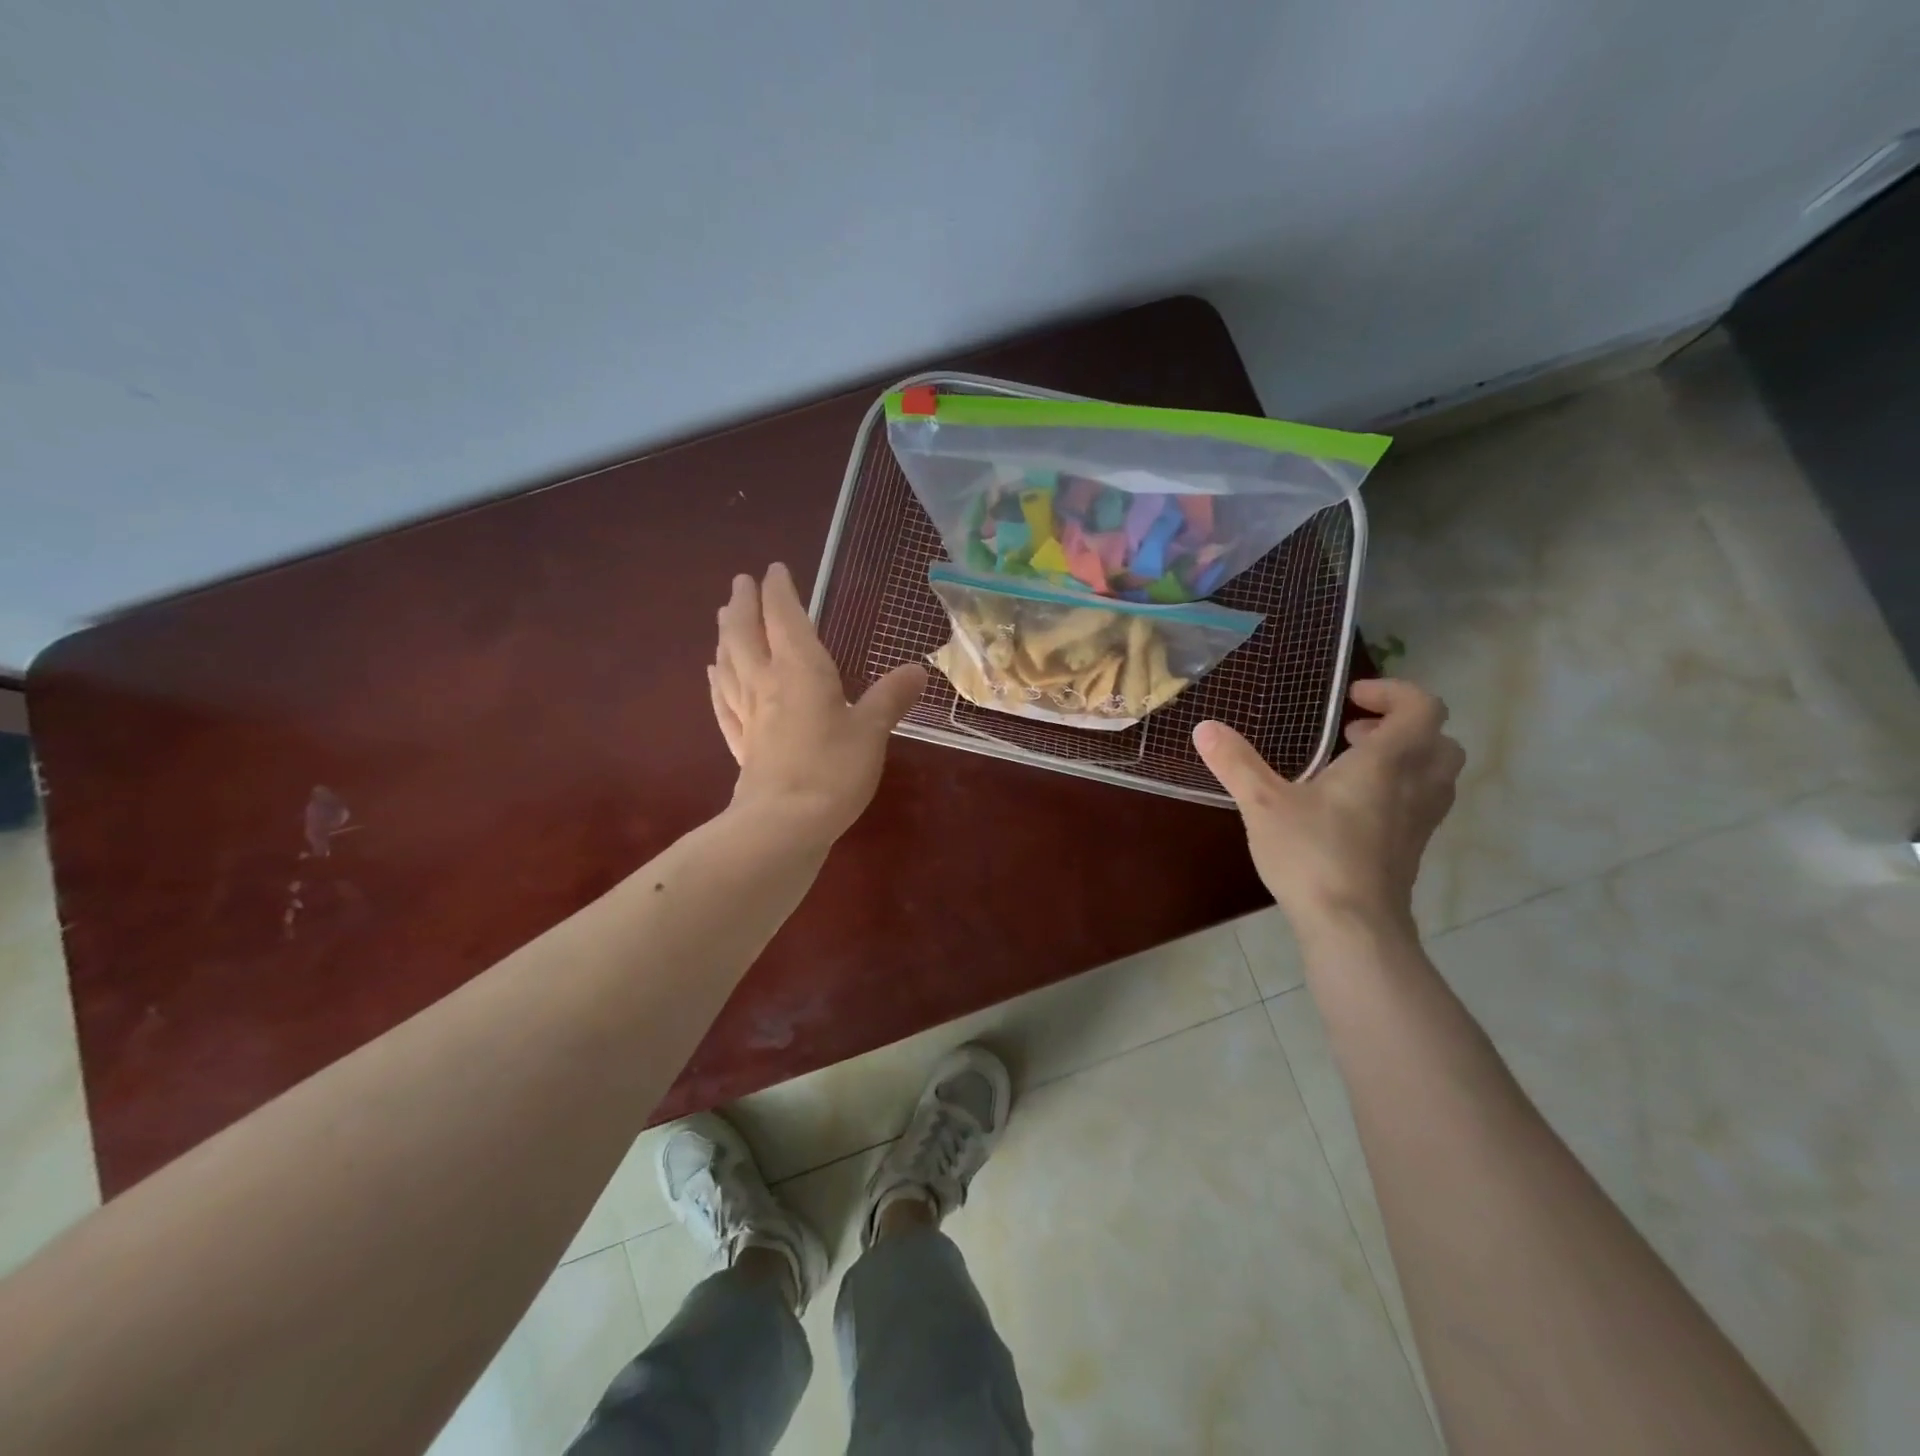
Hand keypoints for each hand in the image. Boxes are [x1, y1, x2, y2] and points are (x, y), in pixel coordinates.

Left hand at [709, 563, 927, 843]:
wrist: (785, 824)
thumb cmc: (834, 770)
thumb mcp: (872, 731)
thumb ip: (890, 697)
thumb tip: (918, 669)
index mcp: (800, 670)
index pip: (785, 619)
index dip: (780, 592)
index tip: (774, 570)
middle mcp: (767, 684)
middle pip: (746, 635)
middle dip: (744, 605)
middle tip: (740, 583)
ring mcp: (749, 715)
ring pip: (729, 664)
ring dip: (725, 636)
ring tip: (723, 619)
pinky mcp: (741, 745)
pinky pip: (723, 703)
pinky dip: (717, 683)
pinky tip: (712, 675)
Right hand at [1193, 678, 1464, 942]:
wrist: (1353, 927)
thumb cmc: (1312, 855)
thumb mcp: (1263, 804)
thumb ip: (1236, 763)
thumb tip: (1204, 727)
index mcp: (1388, 762)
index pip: (1422, 707)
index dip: (1393, 692)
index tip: (1350, 699)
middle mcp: (1416, 785)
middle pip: (1437, 739)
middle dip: (1400, 727)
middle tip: (1353, 733)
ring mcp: (1420, 821)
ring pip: (1435, 774)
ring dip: (1403, 759)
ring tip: (1351, 767)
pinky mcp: (1412, 849)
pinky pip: (1421, 803)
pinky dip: (1397, 791)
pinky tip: (1350, 808)